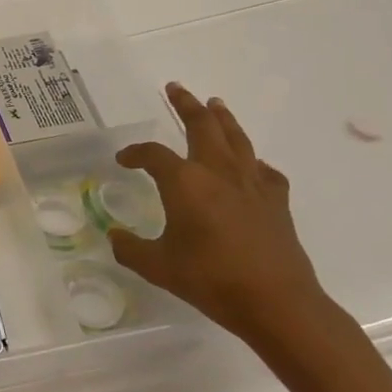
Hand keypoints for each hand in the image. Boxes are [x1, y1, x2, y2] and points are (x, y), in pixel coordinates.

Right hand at [107, 82, 339, 350]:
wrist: (277, 303)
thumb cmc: (211, 280)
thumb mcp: (158, 267)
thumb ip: (131, 249)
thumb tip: (114, 236)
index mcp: (185, 183)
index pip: (153, 155)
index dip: (135, 153)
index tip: (124, 159)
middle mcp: (218, 173)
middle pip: (202, 126)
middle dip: (187, 105)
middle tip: (176, 88)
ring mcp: (252, 184)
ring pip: (236, 139)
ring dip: (222, 119)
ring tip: (215, 104)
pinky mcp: (276, 201)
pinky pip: (263, 170)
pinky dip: (252, 161)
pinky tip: (250, 165)